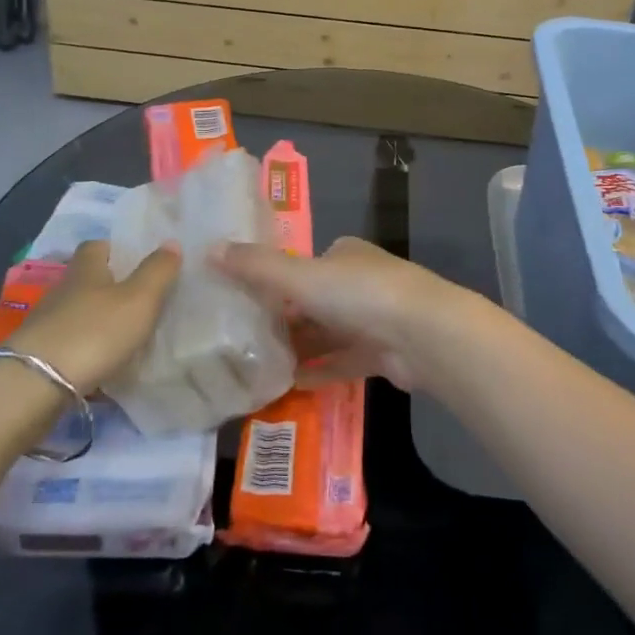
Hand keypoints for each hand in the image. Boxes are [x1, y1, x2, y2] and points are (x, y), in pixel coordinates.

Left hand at [6, 240, 180, 394]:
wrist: (37, 385)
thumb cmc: (95, 332)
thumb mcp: (139, 299)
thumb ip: (158, 271)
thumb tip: (171, 241)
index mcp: (86, 269)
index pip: (97, 246)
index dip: (116, 249)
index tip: (137, 260)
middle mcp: (62, 290)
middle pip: (87, 280)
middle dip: (110, 287)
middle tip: (140, 300)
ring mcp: (46, 324)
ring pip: (78, 313)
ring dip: (98, 321)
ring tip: (126, 335)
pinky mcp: (39, 356)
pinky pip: (70, 344)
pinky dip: (86, 350)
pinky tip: (104, 364)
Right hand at [212, 236, 486, 389]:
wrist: (424, 336)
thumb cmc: (360, 294)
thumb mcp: (300, 277)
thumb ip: (256, 267)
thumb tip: (209, 249)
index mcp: (344, 254)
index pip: (302, 264)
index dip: (273, 280)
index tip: (241, 300)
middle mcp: (360, 282)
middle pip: (313, 301)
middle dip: (282, 318)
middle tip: (240, 338)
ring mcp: (374, 320)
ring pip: (327, 334)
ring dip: (298, 348)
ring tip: (256, 365)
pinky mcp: (382, 354)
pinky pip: (341, 362)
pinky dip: (318, 372)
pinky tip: (289, 386)